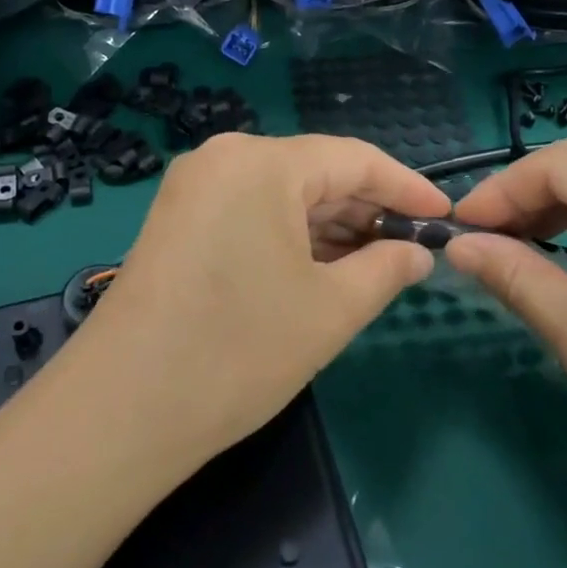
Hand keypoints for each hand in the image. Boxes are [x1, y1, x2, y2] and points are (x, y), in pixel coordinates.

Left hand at [64, 133, 449, 468]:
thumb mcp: (330, 310)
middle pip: (315, 172)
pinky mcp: (177, 221)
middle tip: (413, 247)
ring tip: (376, 261)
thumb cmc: (239, 350)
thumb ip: (386, 269)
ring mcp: (193, 188)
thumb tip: (418, 254)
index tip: (445, 216)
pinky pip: (250, 212)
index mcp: (262, 162)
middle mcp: (223, 158)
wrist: (122, 409)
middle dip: (367, 209)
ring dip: (330, 225)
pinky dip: (290, 235)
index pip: (354, 159)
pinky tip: (321, 266)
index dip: (406, 187)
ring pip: (281, 194)